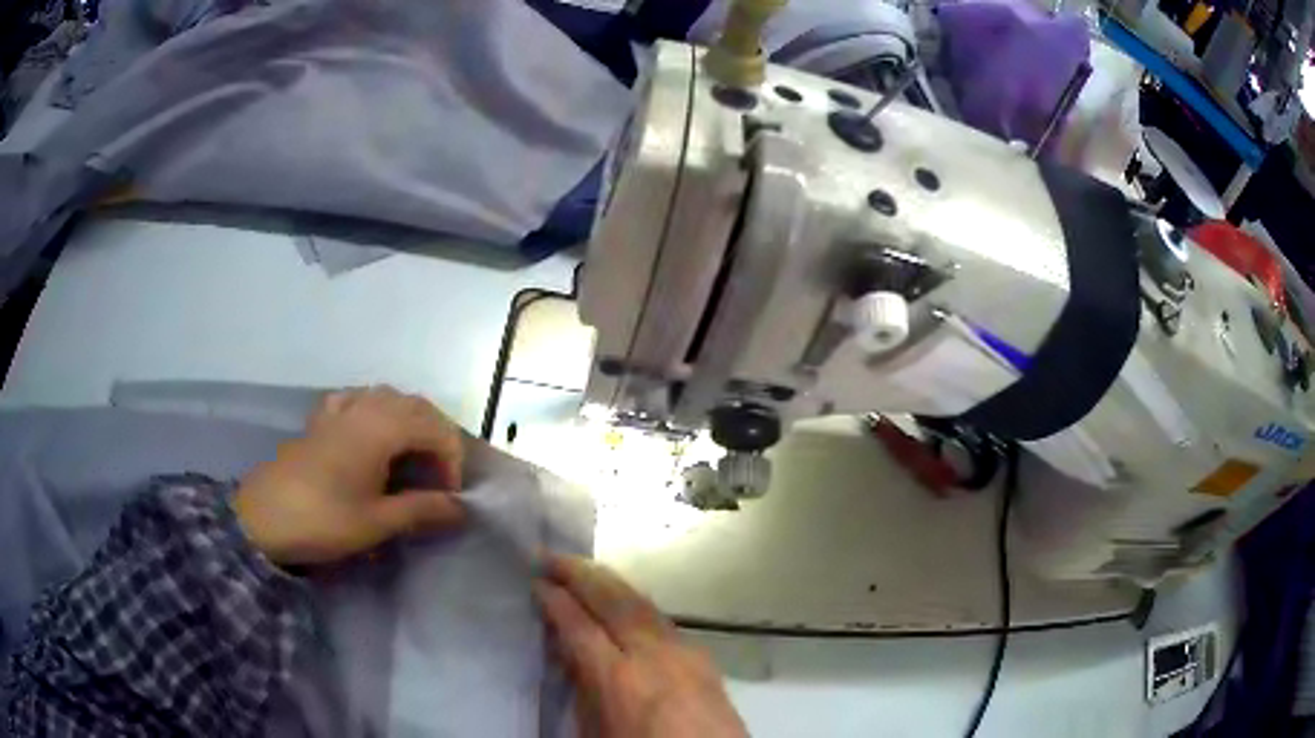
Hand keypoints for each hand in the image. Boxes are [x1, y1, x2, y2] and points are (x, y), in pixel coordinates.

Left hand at [233, 386, 465, 564]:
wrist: (264, 517)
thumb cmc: (324, 519)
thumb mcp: (377, 522)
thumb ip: (422, 510)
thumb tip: (459, 508)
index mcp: (382, 428)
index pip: (436, 429)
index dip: (452, 460)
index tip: (450, 496)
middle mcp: (364, 408)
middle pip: (415, 406)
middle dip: (437, 436)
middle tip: (439, 476)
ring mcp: (340, 410)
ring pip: (387, 397)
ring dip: (409, 420)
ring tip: (412, 456)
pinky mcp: (321, 420)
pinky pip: (357, 400)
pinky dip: (374, 411)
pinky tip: (370, 432)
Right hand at [535, 555, 747, 737]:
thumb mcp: (596, 734)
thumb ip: (580, 690)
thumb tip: (567, 654)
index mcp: (619, 680)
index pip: (579, 625)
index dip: (554, 600)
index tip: (535, 581)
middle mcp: (653, 655)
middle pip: (612, 600)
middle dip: (579, 573)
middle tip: (549, 556)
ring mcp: (684, 652)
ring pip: (640, 602)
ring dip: (607, 581)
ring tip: (580, 568)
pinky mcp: (703, 658)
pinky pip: (661, 618)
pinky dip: (634, 601)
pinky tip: (623, 602)